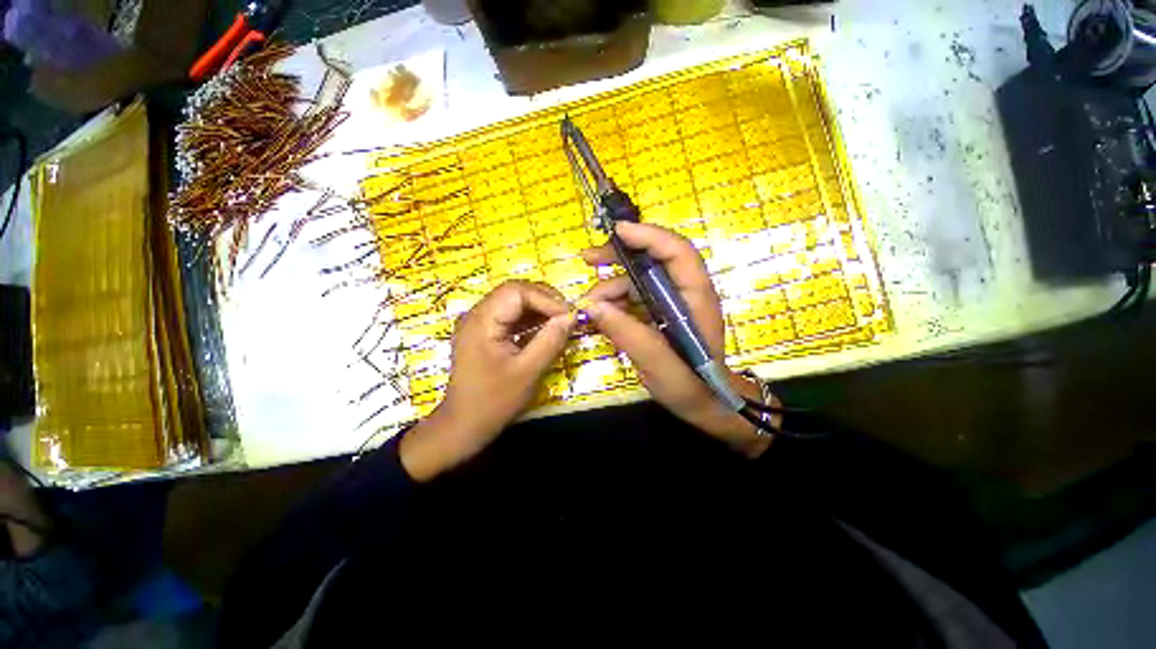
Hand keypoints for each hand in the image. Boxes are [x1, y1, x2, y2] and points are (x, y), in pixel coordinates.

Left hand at [399, 280, 576, 480]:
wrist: (464, 425)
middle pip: (515, 292)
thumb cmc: (494, 401)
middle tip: (568, 316)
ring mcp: (479, 323)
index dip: (546, 298)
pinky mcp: (485, 332)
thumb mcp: (528, 372)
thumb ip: (551, 341)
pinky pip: (511, 316)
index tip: (569, 315)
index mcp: (482, 321)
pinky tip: (546, 329)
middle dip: (545, 300)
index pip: (516, 291)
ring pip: (514, 302)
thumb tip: (572, 316)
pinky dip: (531, 319)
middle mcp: (477, 315)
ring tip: (562, 321)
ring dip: (540, 309)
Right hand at [581, 222, 776, 457]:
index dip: (649, 236)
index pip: (677, 252)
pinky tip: (599, 314)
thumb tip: (590, 305)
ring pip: (637, 279)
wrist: (705, 404)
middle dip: (620, 255)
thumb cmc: (691, 385)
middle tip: (588, 258)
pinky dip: (613, 302)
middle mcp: (684, 291)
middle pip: (653, 258)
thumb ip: (626, 333)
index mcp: (695, 297)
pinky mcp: (659, 312)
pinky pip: (632, 298)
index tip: (617, 232)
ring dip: (610, 286)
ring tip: (588, 307)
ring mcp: (670, 301)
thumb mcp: (658, 363)